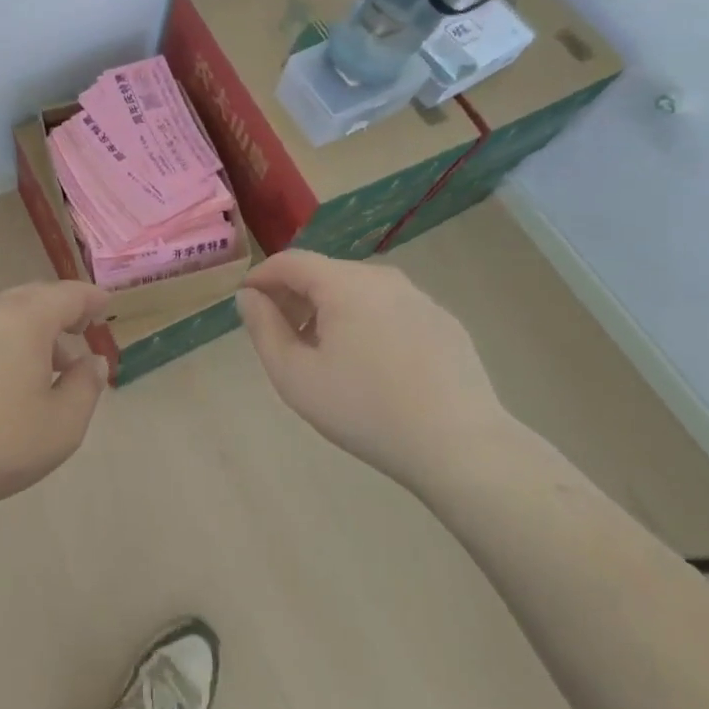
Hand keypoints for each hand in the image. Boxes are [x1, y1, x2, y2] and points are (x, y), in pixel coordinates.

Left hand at [0, 280, 109, 514]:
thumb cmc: (0, 441)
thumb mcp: (63, 424)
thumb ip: (86, 386)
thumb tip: (93, 362)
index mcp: (28, 319)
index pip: (68, 295)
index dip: (91, 299)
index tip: (105, 305)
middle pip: (35, 297)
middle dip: (61, 310)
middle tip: (79, 331)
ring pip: (6, 314)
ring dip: (32, 329)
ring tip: (47, 365)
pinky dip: (5, 341)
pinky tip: (7, 379)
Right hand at [236, 250, 510, 487]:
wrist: (461, 447)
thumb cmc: (366, 410)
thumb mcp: (296, 377)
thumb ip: (264, 329)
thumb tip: (248, 297)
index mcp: (344, 283)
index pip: (291, 261)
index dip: (262, 277)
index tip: (247, 302)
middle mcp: (382, 277)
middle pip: (325, 274)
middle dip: (296, 296)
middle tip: (282, 335)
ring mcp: (419, 298)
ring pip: (360, 292)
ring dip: (332, 311)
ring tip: (325, 354)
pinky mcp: (444, 322)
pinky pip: (392, 311)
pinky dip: (369, 324)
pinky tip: (374, 367)